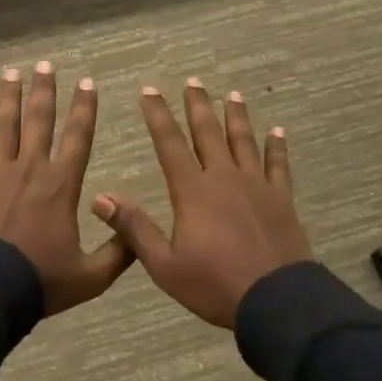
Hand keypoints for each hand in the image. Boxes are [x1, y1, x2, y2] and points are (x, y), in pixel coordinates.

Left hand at [0, 63, 132, 315]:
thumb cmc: (41, 281)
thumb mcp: (92, 276)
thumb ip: (118, 252)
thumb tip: (138, 233)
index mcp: (62, 186)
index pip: (78, 138)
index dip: (85, 109)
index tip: (87, 82)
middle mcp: (30, 169)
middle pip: (39, 121)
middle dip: (44, 91)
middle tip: (45, 64)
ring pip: (4, 126)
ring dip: (8, 97)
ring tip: (11, 72)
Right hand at [91, 80, 311, 327]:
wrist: (275, 300)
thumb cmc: (214, 285)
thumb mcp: (164, 265)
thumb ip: (134, 228)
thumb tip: (100, 198)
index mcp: (193, 192)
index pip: (170, 144)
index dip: (158, 115)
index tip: (149, 90)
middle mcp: (224, 178)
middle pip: (208, 133)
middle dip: (198, 106)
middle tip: (193, 81)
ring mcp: (256, 186)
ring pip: (244, 142)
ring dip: (236, 117)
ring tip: (232, 95)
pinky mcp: (281, 199)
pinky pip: (278, 165)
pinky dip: (276, 147)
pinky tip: (277, 132)